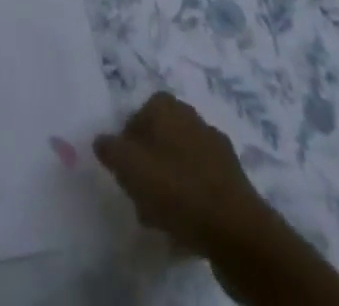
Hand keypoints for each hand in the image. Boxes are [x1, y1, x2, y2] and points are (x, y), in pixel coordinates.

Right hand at [95, 93, 338, 304]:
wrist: (237, 231)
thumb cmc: (176, 189)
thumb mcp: (129, 167)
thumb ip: (110, 149)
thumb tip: (102, 140)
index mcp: (167, 105)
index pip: (138, 115)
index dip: (128, 143)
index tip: (124, 172)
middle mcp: (192, 117)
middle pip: (158, 140)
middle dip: (147, 167)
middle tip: (139, 198)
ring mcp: (216, 148)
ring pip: (179, 164)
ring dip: (167, 187)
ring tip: (159, 220)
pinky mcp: (232, 180)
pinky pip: (200, 186)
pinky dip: (189, 201)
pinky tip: (183, 227)